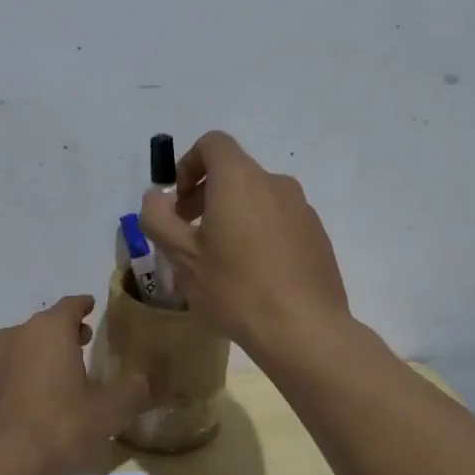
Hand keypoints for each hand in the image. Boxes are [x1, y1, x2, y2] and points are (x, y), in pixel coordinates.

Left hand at [0, 295, 150, 474]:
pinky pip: (9, 372)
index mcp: (49, 330)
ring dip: (43, 354)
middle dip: (65, 331)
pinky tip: (36, 401)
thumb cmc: (59, 428)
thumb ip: (131, 392)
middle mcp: (17, 335)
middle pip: (45, 325)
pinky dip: (24, 376)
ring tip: (62, 373)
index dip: (84, 306)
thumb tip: (143, 382)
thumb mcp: (108, 412)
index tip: (92, 306)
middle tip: (84, 342)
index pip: (70, 305)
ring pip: (24, 347)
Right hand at [139, 131, 349, 356]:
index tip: (178, 203)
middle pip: (234, 172)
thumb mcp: (181, 256)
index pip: (213, 144)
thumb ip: (158, 217)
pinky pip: (279, 220)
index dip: (188, 165)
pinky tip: (254, 275)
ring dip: (233, 215)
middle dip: (206, 194)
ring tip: (221, 260)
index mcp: (240, 179)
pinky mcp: (317, 235)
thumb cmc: (235, 288)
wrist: (304, 330)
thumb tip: (157, 196)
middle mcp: (275, 183)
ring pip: (257, 198)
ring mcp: (302, 209)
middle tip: (189, 234)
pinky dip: (260, 233)